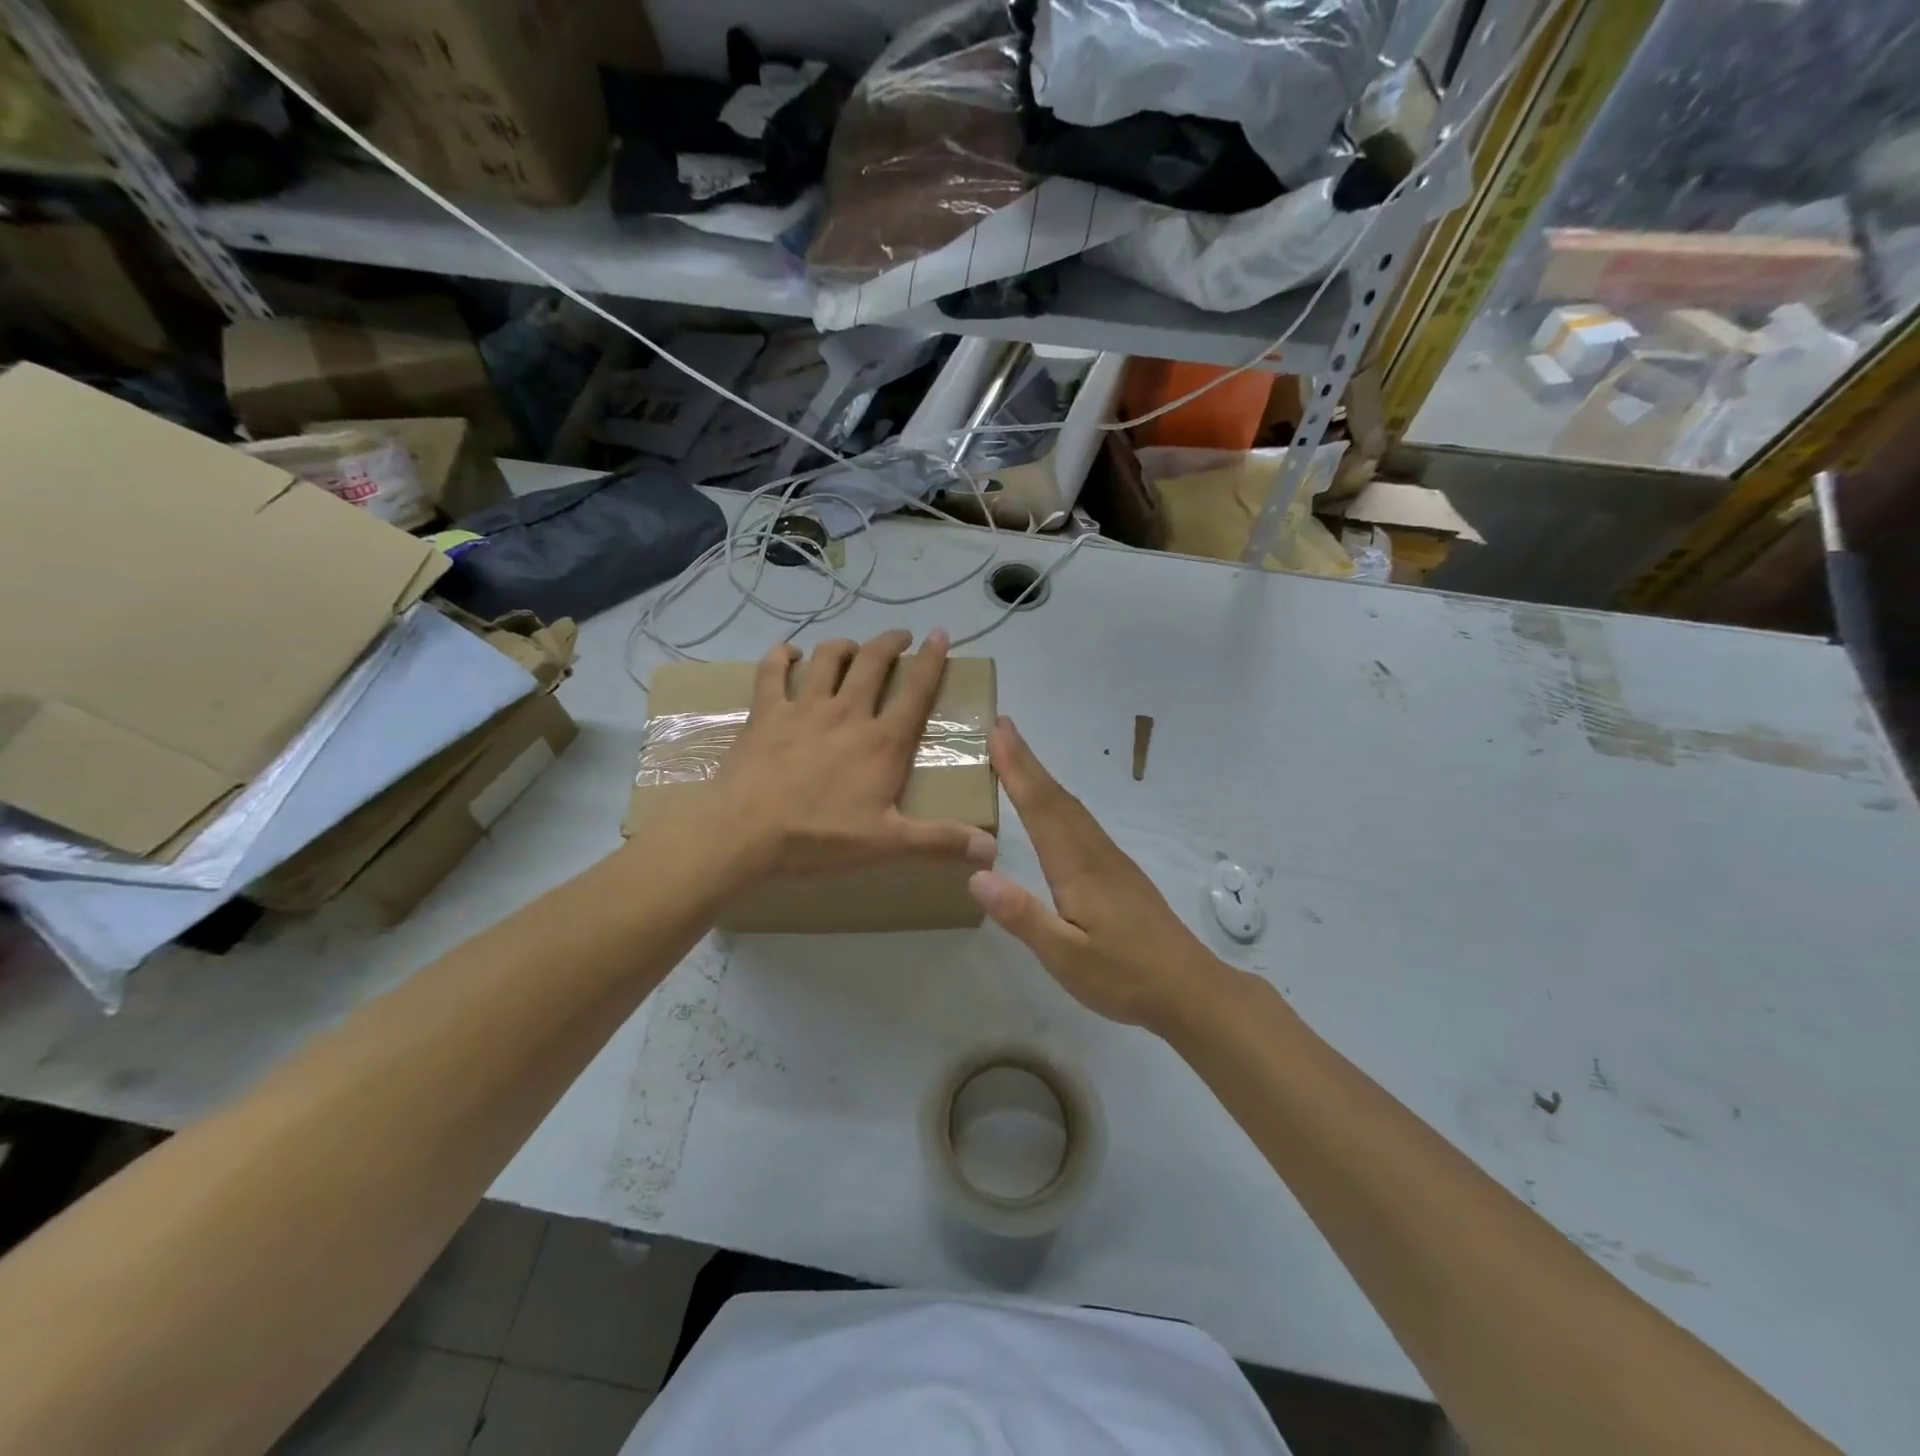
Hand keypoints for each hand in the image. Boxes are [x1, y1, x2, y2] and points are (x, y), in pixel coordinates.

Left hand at [703, 630, 997, 884]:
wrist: (744, 833)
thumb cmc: (820, 838)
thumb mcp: (887, 844)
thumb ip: (940, 841)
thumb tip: (992, 851)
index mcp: (882, 742)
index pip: (916, 691)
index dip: (932, 660)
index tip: (941, 635)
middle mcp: (847, 713)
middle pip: (873, 663)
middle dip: (891, 643)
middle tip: (901, 637)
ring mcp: (803, 708)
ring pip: (829, 658)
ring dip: (845, 646)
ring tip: (854, 647)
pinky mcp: (766, 713)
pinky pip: (773, 671)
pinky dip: (783, 655)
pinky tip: (790, 653)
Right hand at [967, 718, 1227, 1030]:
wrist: (1190, 989)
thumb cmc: (1124, 977)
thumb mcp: (1066, 958)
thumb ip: (1023, 916)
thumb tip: (977, 874)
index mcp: (1077, 867)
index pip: (1040, 808)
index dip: (1016, 769)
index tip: (998, 732)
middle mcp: (1094, 852)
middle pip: (1055, 797)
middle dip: (1026, 760)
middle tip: (1002, 726)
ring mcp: (1111, 860)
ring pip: (1071, 806)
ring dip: (1042, 777)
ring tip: (1018, 756)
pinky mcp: (1120, 871)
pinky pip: (1081, 821)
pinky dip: (1058, 800)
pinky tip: (1054, 808)